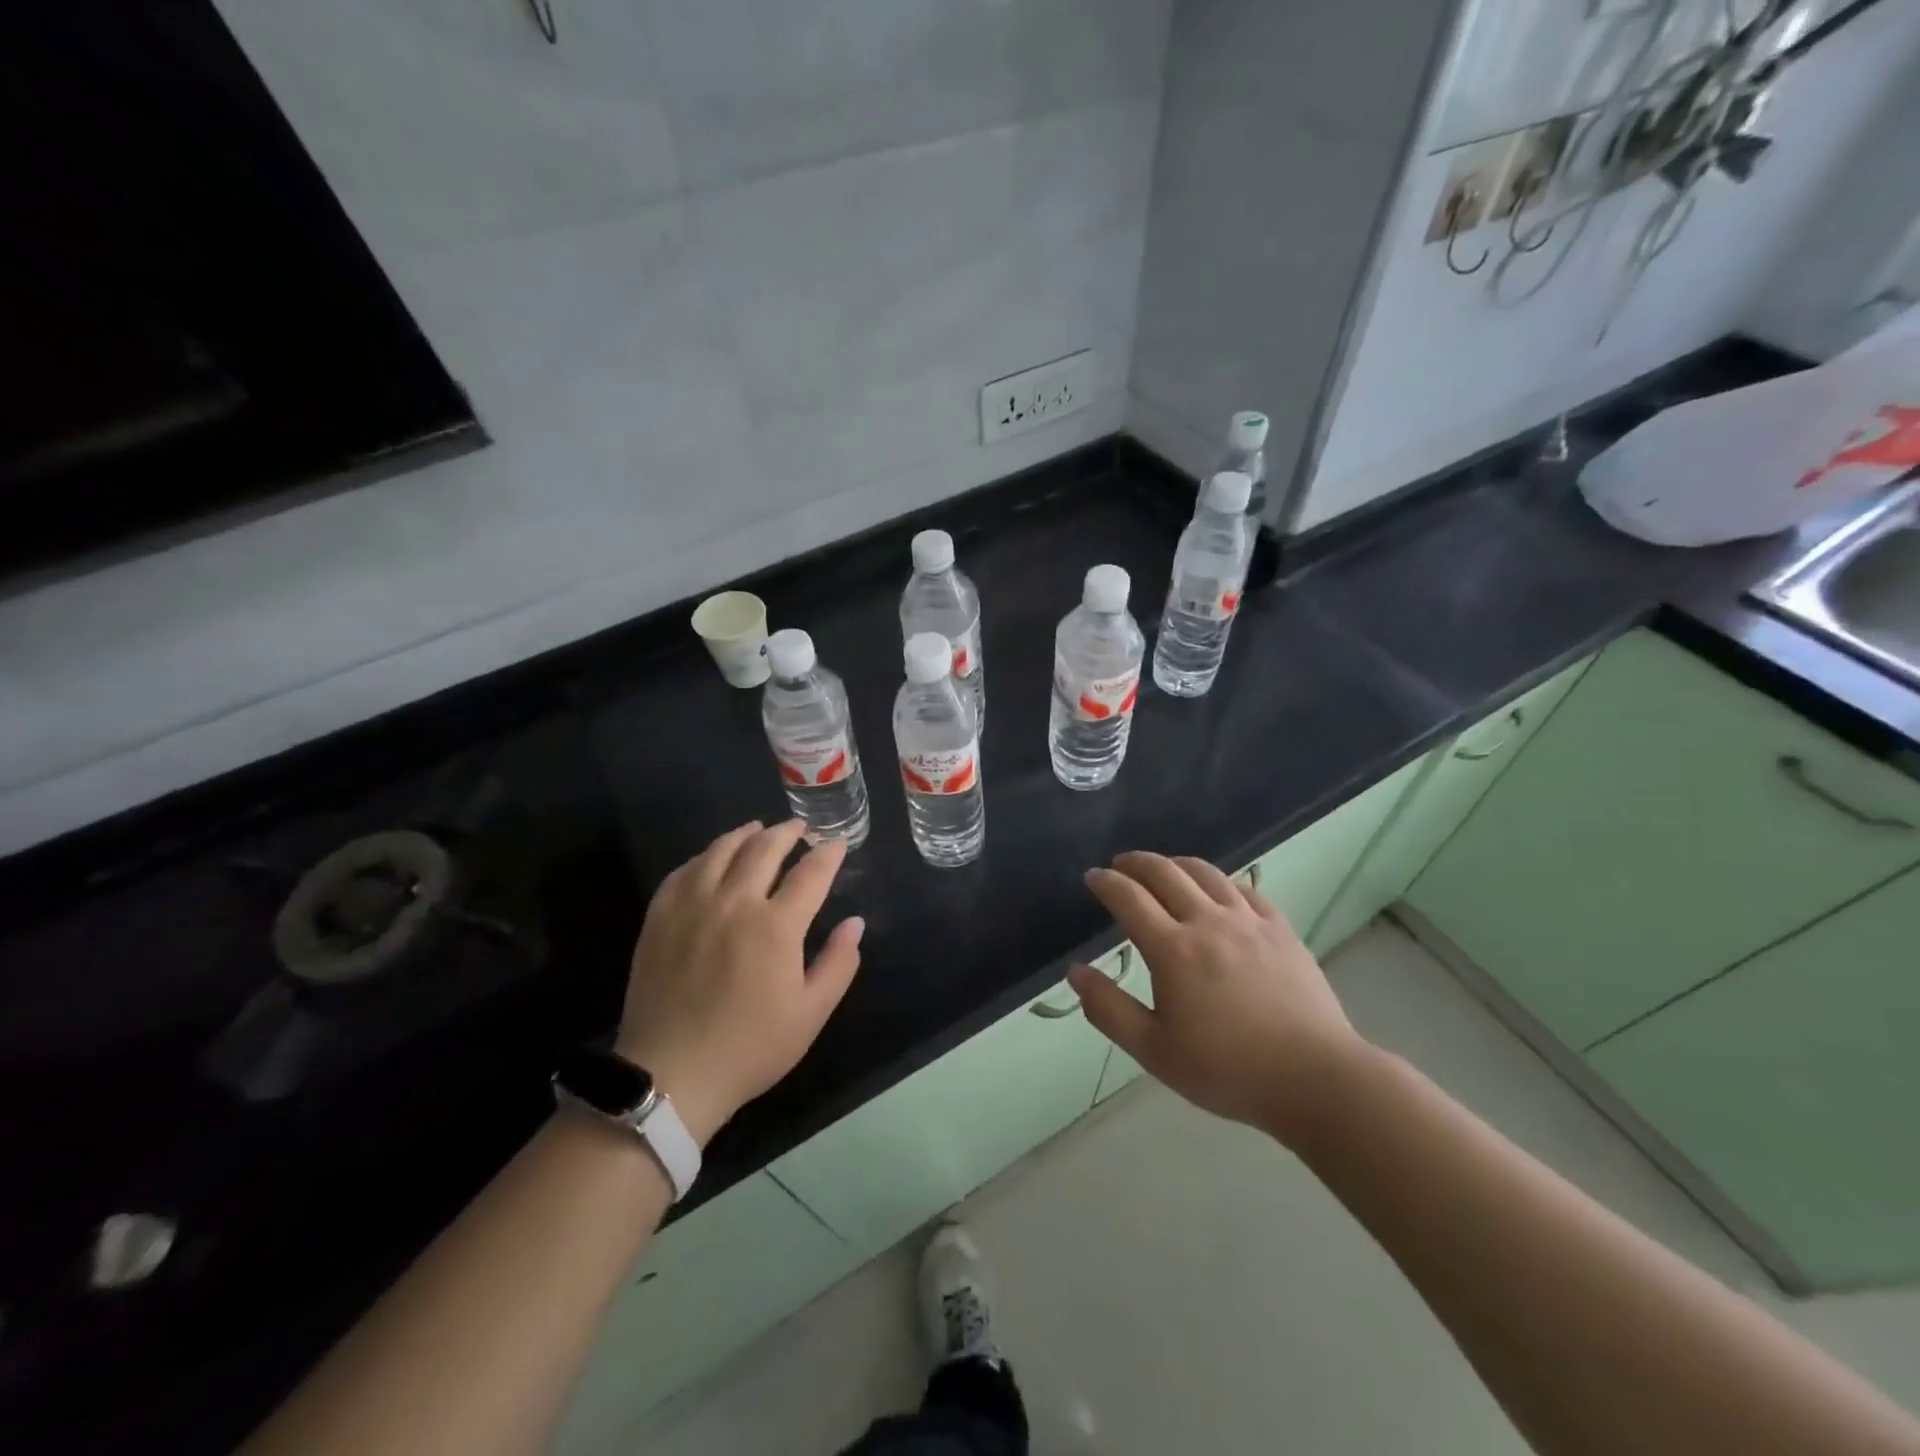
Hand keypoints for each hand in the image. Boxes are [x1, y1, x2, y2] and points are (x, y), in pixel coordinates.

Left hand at [615, 820, 863, 1147]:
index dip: (828, 854)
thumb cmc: (750, 1048)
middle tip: (800, 828)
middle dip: (788, 832)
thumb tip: (854, 923)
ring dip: (745, 834)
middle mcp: (734, 903)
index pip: (810, 873)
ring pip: (721, 851)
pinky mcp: (659, 918)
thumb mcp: (810, 1014)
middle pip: (764, 849)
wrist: (671, 1076)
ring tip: (757, 829)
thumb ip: (838, 963)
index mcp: (776, 926)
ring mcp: (692, 906)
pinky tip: (710, 859)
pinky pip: (683, 871)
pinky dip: (703, 857)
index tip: (837, 844)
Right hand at [1067, 852, 1367, 1143]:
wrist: (1314, 1078)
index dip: (1106, 882)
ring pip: (1205, 873)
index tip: (1093, 877)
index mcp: (1172, 949)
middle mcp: (1207, 922)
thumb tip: (1075, 972)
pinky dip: (1220, 881)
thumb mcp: (1154, 1051)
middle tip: (1120, 865)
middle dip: (1136, 863)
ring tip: (1163, 869)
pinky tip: (1217, 890)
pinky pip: (1245, 889)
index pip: (1128, 898)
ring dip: (1175, 864)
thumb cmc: (1227, 1070)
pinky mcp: (1280, 929)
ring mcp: (1248, 921)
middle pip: (1164, 873)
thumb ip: (1109, 1009)